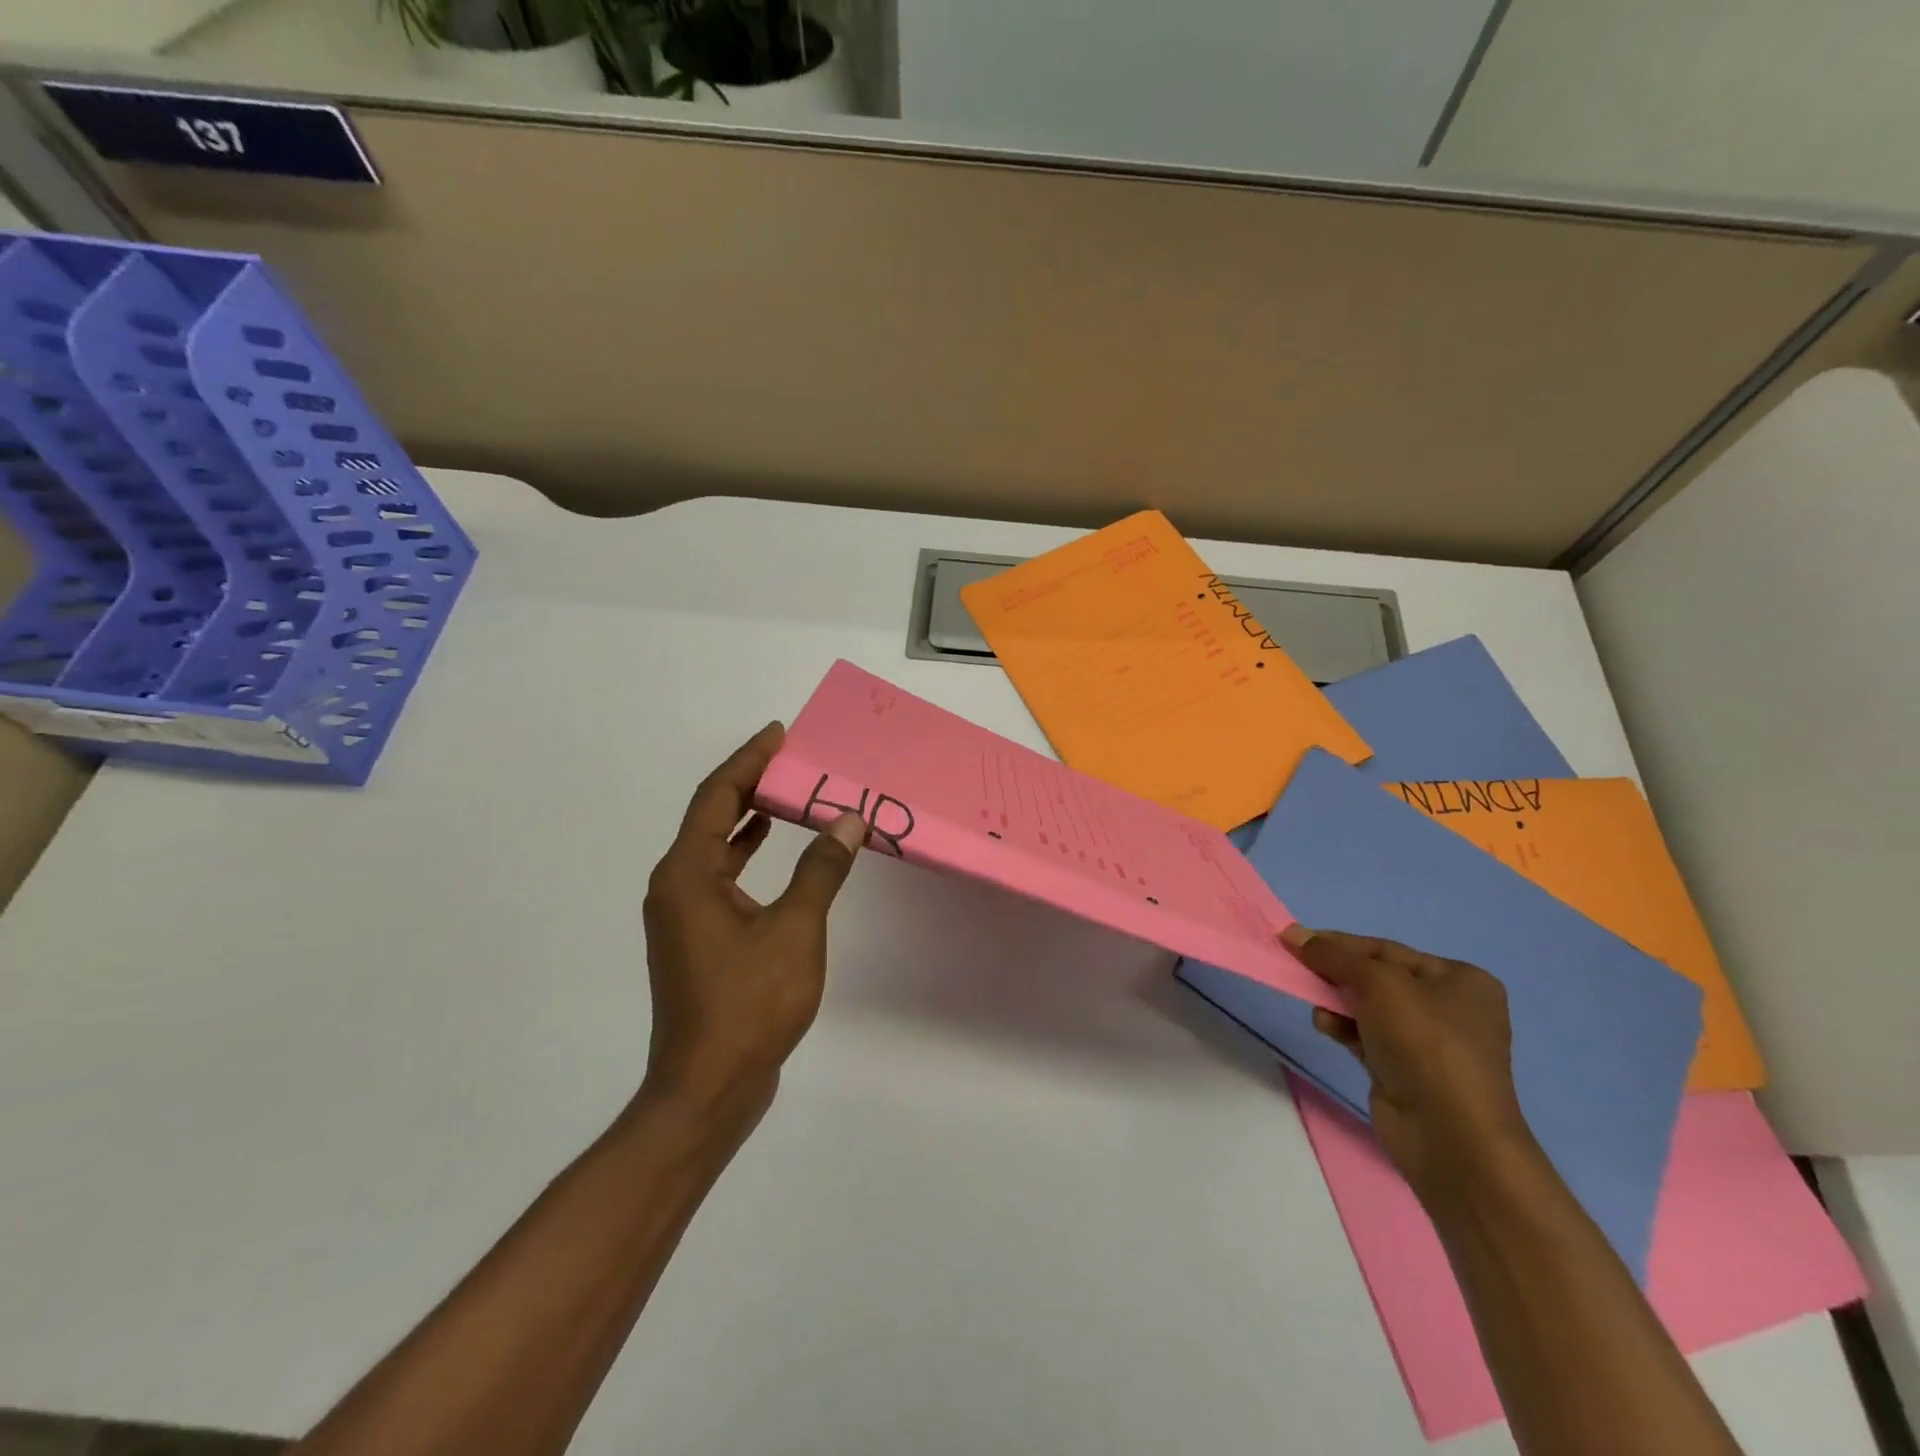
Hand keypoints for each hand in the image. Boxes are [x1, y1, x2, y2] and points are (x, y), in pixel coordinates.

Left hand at [641, 722, 866, 1130]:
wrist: (708, 1088)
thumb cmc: (748, 1003)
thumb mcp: (795, 930)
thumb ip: (821, 870)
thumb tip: (847, 821)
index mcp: (687, 874)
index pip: (716, 797)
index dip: (747, 761)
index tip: (778, 735)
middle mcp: (675, 886)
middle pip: (710, 817)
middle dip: (748, 784)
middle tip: (790, 759)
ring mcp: (682, 916)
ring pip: (715, 849)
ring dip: (748, 819)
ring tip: (788, 795)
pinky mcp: (695, 940)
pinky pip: (721, 877)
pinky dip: (746, 855)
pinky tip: (774, 853)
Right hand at [1283, 926, 1539, 1206]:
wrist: (1450, 1134)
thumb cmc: (1424, 1043)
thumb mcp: (1378, 983)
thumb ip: (1334, 956)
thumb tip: (1295, 935)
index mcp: (1461, 980)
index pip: (1386, 950)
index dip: (1339, 943)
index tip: (1295, 940)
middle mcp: (1450, 1008)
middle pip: (1377, 978)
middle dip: (1337, 974)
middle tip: (1298, 968)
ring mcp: (1430, 1044)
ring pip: (1369, 1008)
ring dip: (1336, 1001)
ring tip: (1314, 1003)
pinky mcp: (1408, 1071)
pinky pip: (1366, 1036)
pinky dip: (1343, 1027)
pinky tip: (1324, 1027)